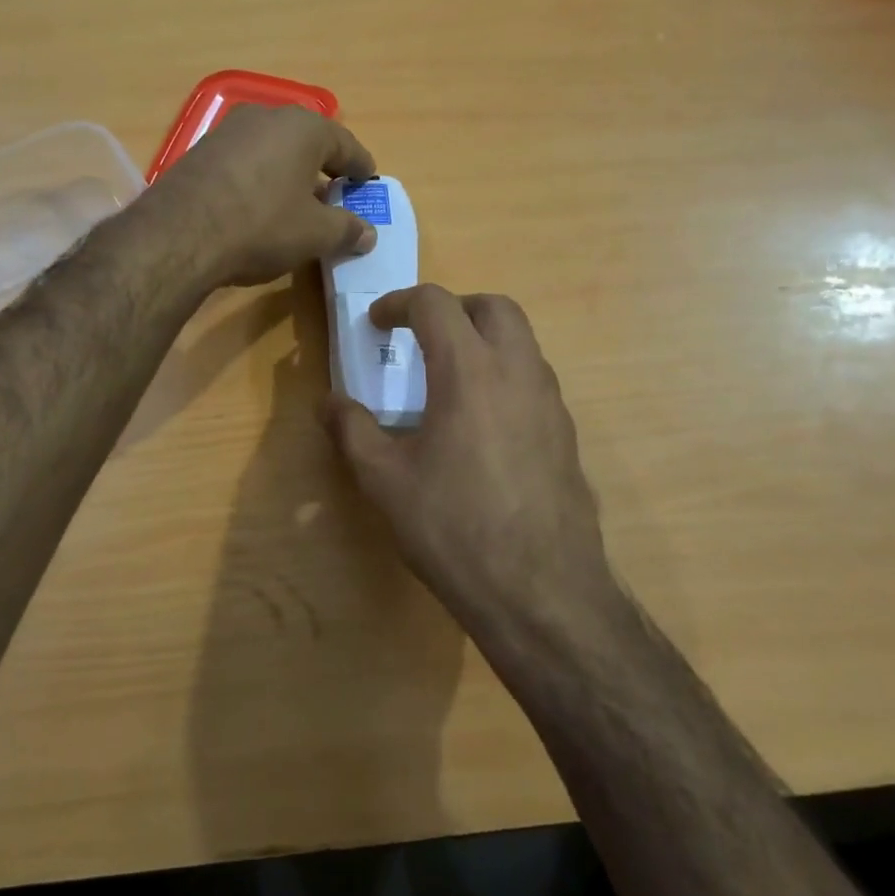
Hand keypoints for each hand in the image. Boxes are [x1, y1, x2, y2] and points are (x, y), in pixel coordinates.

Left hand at [148, 105, 377, 286]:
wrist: (179, 235)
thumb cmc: (262, 226)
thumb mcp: (315, 234)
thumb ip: (346, 229)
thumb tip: (368, 233)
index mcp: (304, 128)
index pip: (345, 145)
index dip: (360, 166)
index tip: (368, 181)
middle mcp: (266, 116)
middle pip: (307, 141)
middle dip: (324, 166)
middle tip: (336, 192)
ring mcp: (229, 131)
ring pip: (273, 149)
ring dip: (289, 172)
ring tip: (298, 200)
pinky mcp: (201, 151)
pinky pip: (245, 161)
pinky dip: (261, 178)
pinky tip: (259, 204)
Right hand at [322, 285, 621, 640]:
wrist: (541, 592)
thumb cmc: (454, 528)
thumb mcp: (385, 481)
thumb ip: (352, 431)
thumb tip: (327, 402)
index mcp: (470, 370)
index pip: (436, 304)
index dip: (399, 303)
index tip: (376, 323)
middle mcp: (519, 371)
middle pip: (494, 306)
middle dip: (454, 308)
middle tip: (421, 336)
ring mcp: (551, 402)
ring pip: (523, 341)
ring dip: (484, 339)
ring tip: (449, 378)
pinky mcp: (566, 433)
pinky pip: (535, 379)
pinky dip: (505, 374)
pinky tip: (481, 424)